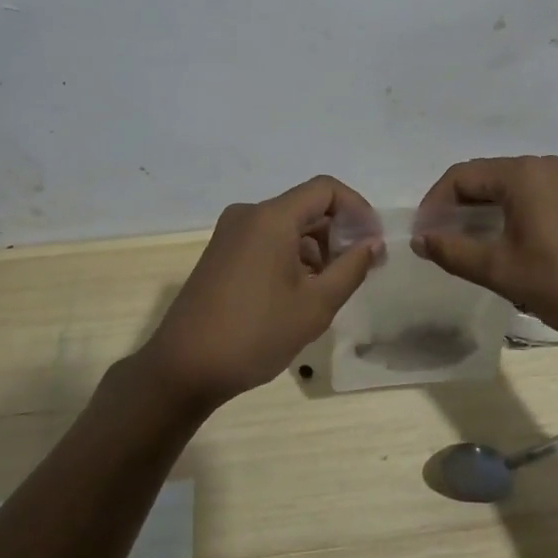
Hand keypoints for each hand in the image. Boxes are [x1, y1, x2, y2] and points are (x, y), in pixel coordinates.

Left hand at [138, 176, 381, 409]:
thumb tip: (372, 242)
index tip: (373, 243)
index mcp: (272, 217)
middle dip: (338, 232)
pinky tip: (299, 293)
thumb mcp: (315, 305)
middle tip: (359, 269)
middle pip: (306, 206)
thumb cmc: (255, 334)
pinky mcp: (221, 253)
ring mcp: (231, 233)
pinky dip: (291, 255)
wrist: (183, 368)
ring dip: (315, 247)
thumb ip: (351, 268)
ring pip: (287, 225)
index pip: (326, 189)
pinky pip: (267, 239)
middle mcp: (249, 214)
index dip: (357, 209)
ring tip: (329, 288)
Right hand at [412, 155, 557, 342]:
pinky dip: (507, 215)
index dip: (434, 204)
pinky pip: (529, 197)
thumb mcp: (501, 271)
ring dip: (481, 213)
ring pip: (506, 189)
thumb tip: (420, 239)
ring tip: (468, 247)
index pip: (460, 176)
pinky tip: (506, 246)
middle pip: (482, 178)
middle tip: (441, 243)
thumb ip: (454, 251)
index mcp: (521, 174)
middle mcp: (541, 166)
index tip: (424, 237)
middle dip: (455, 208)